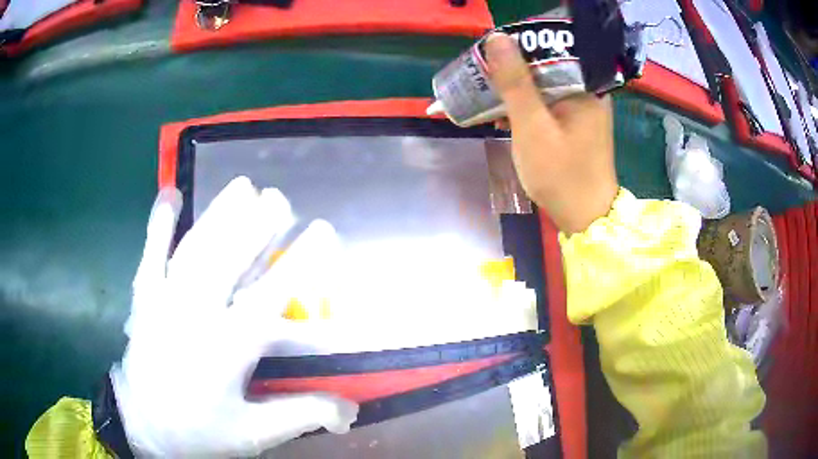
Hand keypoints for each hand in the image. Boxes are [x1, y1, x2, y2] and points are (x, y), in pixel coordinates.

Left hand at [111, 177, 357, 456]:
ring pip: (193, 251)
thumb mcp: (254, 433)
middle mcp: (193, 317)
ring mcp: (162, 303)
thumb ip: (301, 415)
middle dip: (254, 225)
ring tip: (242, 186)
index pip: (268, 298)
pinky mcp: (142, 300)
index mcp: (226, 351)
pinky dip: (158, 225)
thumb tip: (352, 410)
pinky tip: (169, 195)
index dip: (299, 263)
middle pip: (226, 262)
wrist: (145, 429)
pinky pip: (150, 256)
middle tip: (279, 197)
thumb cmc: (201, 432)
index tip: (323, 230)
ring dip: (218, 215)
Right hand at [484, 33, 618, 234]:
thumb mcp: (532, 127)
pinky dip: (524, 108)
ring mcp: (581, 107)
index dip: (515, 48)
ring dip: (513, 92)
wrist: (584, 218)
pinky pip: (545, 103)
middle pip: (544, 67)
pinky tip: (503, 116)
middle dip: (510, 73)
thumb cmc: (561, 175)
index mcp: (586, 86)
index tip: (487, 57)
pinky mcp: (574, 122)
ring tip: (485, 99)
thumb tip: (496, 38)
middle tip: (481, 78)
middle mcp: (587, 91)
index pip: (549, 49)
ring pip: (541, 85)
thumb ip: (515, 82)